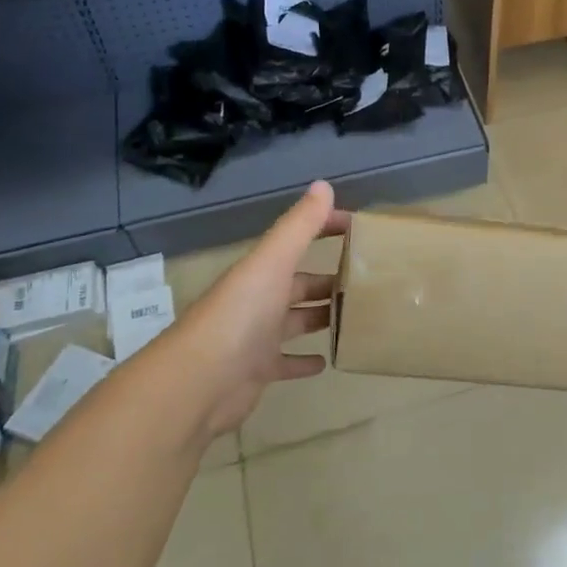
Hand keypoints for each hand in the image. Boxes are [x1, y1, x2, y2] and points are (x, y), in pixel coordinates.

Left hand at [156, 181, 345, 439]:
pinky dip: (305, 360)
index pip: (297, 241)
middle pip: (299, 284)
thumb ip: (299, 225)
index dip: (324, 229)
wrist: (200, 381)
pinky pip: (287, 362)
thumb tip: (324, 184)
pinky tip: (328, 360)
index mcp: (262, 271)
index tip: (358, 229)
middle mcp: (259, 300)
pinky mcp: (258, 371)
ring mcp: (257, 337)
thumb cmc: (241, 314)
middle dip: (327, 280)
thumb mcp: (272, 262)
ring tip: (355, 316)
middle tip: (367, 281)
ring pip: (296, 321)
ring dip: (320, 317)